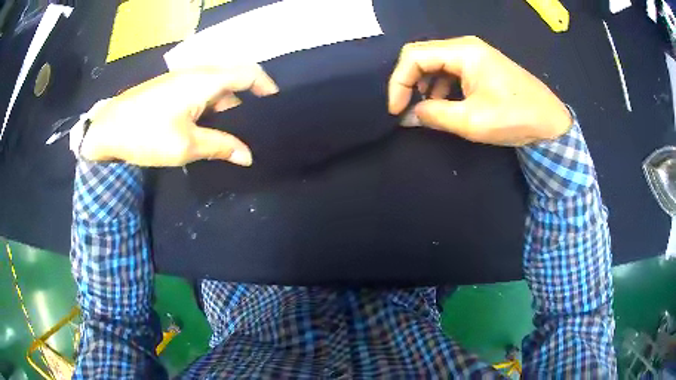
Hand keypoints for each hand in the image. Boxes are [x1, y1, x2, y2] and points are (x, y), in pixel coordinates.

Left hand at [79, 65, 278, 166]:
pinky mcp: (171, 87)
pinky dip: (210, 108)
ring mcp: (182, 79)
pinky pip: (200, 92)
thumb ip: (220, 147)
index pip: (249, 73)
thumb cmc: (147, 134)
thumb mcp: (185, 146)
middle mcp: (198, 73)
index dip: (267, 86)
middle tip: (251, 131)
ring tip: (228, 136)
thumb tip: (248, 156)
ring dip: (225, 109)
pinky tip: (205, 129)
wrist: (108, 128)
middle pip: (233, 80)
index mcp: (206, 81)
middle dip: (246, 104)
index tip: (275, 106)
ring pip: (216, 88)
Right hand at [388, 36, 571, 145]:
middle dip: (408, 82)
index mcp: (463, 51)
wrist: (550, 122)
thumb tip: (408, 117)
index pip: (414, 55)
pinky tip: (443, 105)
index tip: (395, 110)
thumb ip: (434, 115)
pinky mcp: (480, 67)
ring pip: (434, 63)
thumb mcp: (471, 121)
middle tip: (405, 109)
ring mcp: (474, 55)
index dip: (398, 81)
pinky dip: (439, 87)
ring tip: (425, 110)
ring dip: (423, 85)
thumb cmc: (514, 118)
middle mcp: (465, 46)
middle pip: (422, 55)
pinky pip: (449, 71)